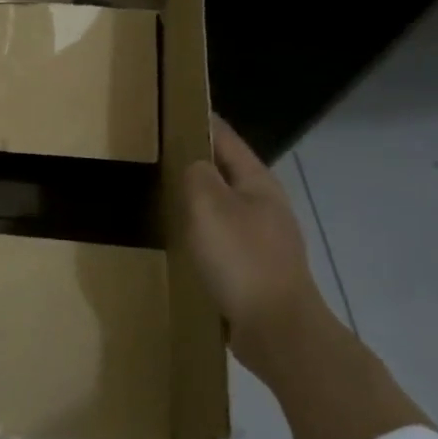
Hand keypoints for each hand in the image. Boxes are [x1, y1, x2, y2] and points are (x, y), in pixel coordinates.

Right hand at [184, 117, 329, 380]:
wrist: (277, 330)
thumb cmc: (241, 260)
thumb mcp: (209, 206)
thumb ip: (197, 175)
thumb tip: (194, 165)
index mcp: (258, 183)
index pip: (227, 139)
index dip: (203, 121)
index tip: (176, 109)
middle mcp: (266, 207)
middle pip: (228, 173)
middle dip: (199, 162)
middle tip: (160, 154)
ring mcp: (265, 241)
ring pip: (225, 208)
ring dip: (200, 201)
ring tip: (166, 196)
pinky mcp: (257, 271)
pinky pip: (224, 240)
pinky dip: (203, 233)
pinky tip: (184, 242)